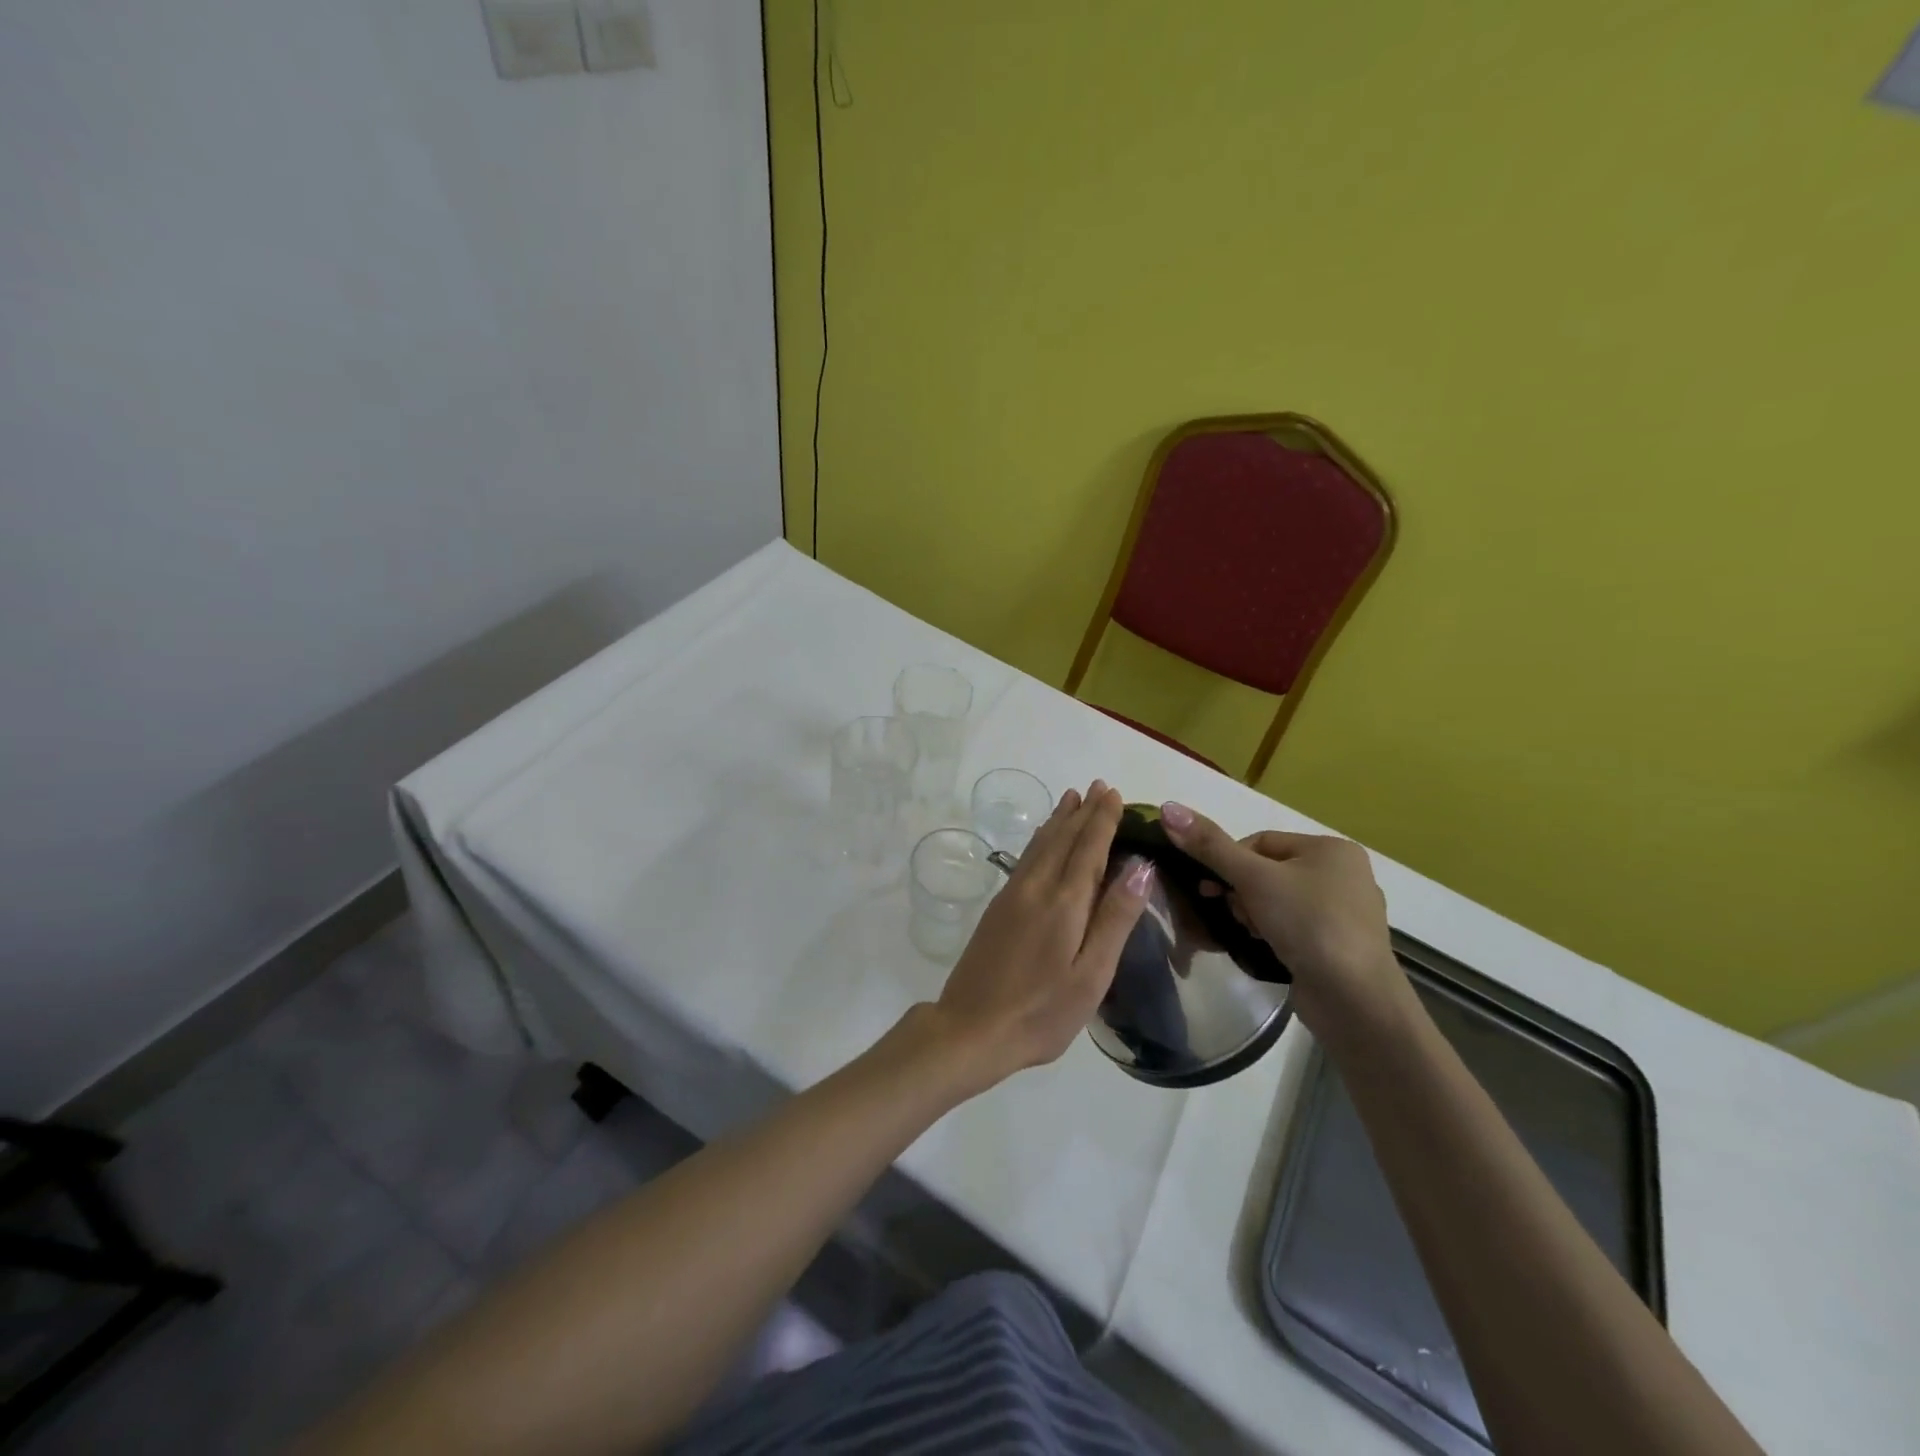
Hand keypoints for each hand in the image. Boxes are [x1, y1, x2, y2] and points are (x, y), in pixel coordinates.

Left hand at [930, 782, 1153, 1088]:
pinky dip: (1040, 840)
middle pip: (1063, 839)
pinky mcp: (997, 908)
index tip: (1114, 794)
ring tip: (1071, 799)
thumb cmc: (1042, 1012)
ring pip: (1040, 845)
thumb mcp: (1091, 974)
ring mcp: (1012, 896)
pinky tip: (1042, 841)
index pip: (1089, 848)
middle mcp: (1036, 888)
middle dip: (1083, 812)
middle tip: (1098, 787)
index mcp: (1064, 903)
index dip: (1102, 820)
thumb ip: (1115, 918)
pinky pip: (1025, 859)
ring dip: (1059, 820)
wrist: (971, 1028)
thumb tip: (1140, 866)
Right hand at [1158, 801, 1407, 1031]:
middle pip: (1269, 871)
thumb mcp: (1253, 879)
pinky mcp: (1340, 946)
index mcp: (1332, 849)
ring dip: (1254, 913)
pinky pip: (1294, 927)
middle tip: (1230, 912)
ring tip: (1250, 933)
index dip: (1229, 861)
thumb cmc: (1307, 924)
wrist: (1354, 999)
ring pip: (1279, 900)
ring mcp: (1346, 913)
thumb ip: (1210, 845)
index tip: (1212, 887)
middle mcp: (1344, 875)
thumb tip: (1168, 807)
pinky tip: (1265, 947)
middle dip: (1242, 891)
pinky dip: (1274, 933)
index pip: (1261, 841)